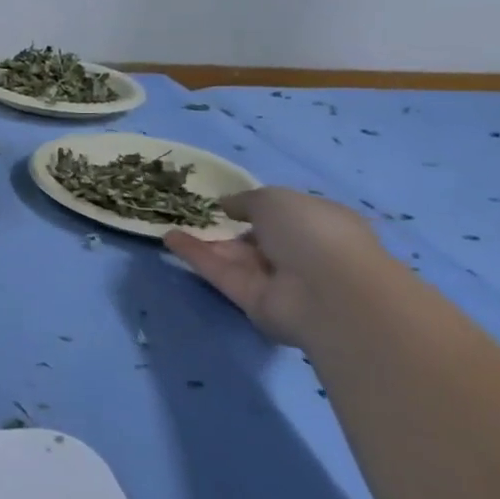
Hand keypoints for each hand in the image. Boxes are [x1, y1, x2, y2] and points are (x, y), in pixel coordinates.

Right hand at [165, 187, 392, 346]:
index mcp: (318, 224)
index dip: (255, 206)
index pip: (284, 215)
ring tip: (169, 221)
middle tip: (190, 212)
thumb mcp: (274, 199)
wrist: (330, 295)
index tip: (224, 200)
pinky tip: (169, 238)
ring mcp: (276, 279)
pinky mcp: (252, 300)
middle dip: (227, 226)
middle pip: (255, 238)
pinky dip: (196, 256)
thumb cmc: (312, 233)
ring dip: (204, 241)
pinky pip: (221, 273)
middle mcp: (299, 252)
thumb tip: (227, 205)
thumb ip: (246, 200)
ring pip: (234, 257)